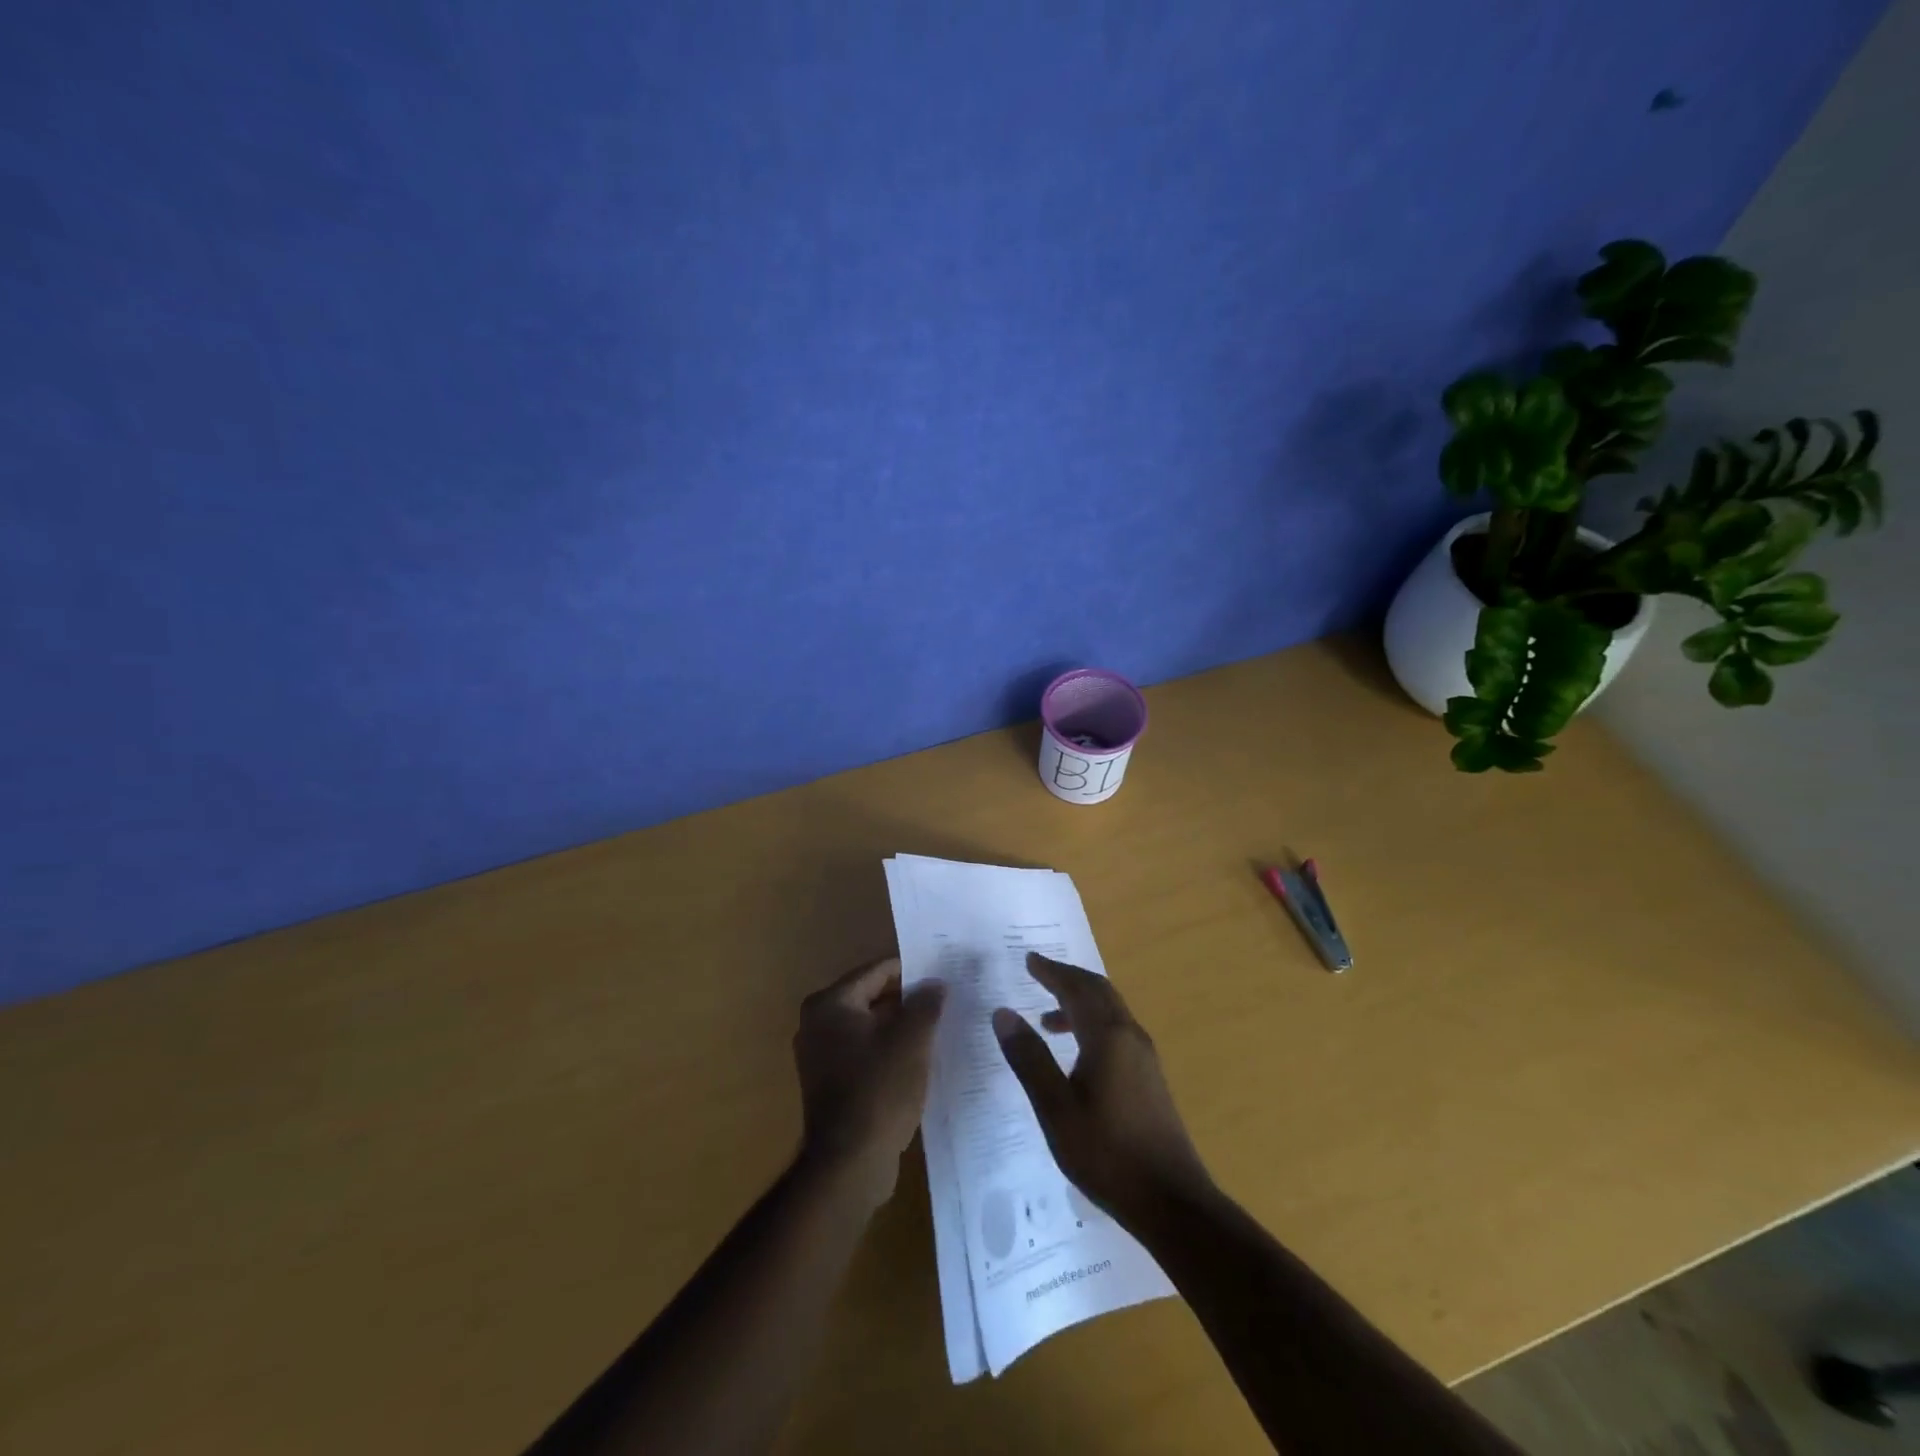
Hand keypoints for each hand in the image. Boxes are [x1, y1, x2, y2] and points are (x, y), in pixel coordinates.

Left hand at [793, 957, 945, 1210]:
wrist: (849, 1165)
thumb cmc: (879, 1090)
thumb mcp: (912, 1041)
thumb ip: (926, 1004)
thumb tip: (936, 983)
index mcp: (830, 1003)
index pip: (878, 971)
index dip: (913, 971)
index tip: (943, 974)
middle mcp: (817, 1023)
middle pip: (872, 997)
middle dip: (907, 1000)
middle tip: (945, 999)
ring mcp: (820, 1055)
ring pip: (869, 1027)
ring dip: (900, 1027)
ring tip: (938, 1027)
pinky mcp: (829, 1083)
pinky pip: (864, 1052)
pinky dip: (888, 1050)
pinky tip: (918, 1058)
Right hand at [993, 952, 1211, 1218]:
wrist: (1172, 1202)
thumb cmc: (1107, 1154)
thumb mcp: (1056, 1109)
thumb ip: (1029, 1058)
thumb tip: (1003, 1013)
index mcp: (1108, 1037)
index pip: (1077, 989)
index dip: (1052, 972)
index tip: (1029, 959)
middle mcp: (1130, 1036)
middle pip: (1099, 992)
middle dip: (1068, 979)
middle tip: (1038, 973)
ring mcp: (1145, 1057)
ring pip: (1110, 1012)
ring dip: (1079, 1004)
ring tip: (1046, 1019)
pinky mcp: (1150, 1078)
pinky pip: (1117, 1031)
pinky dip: (1092, 1025)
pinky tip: (1076, 1054)